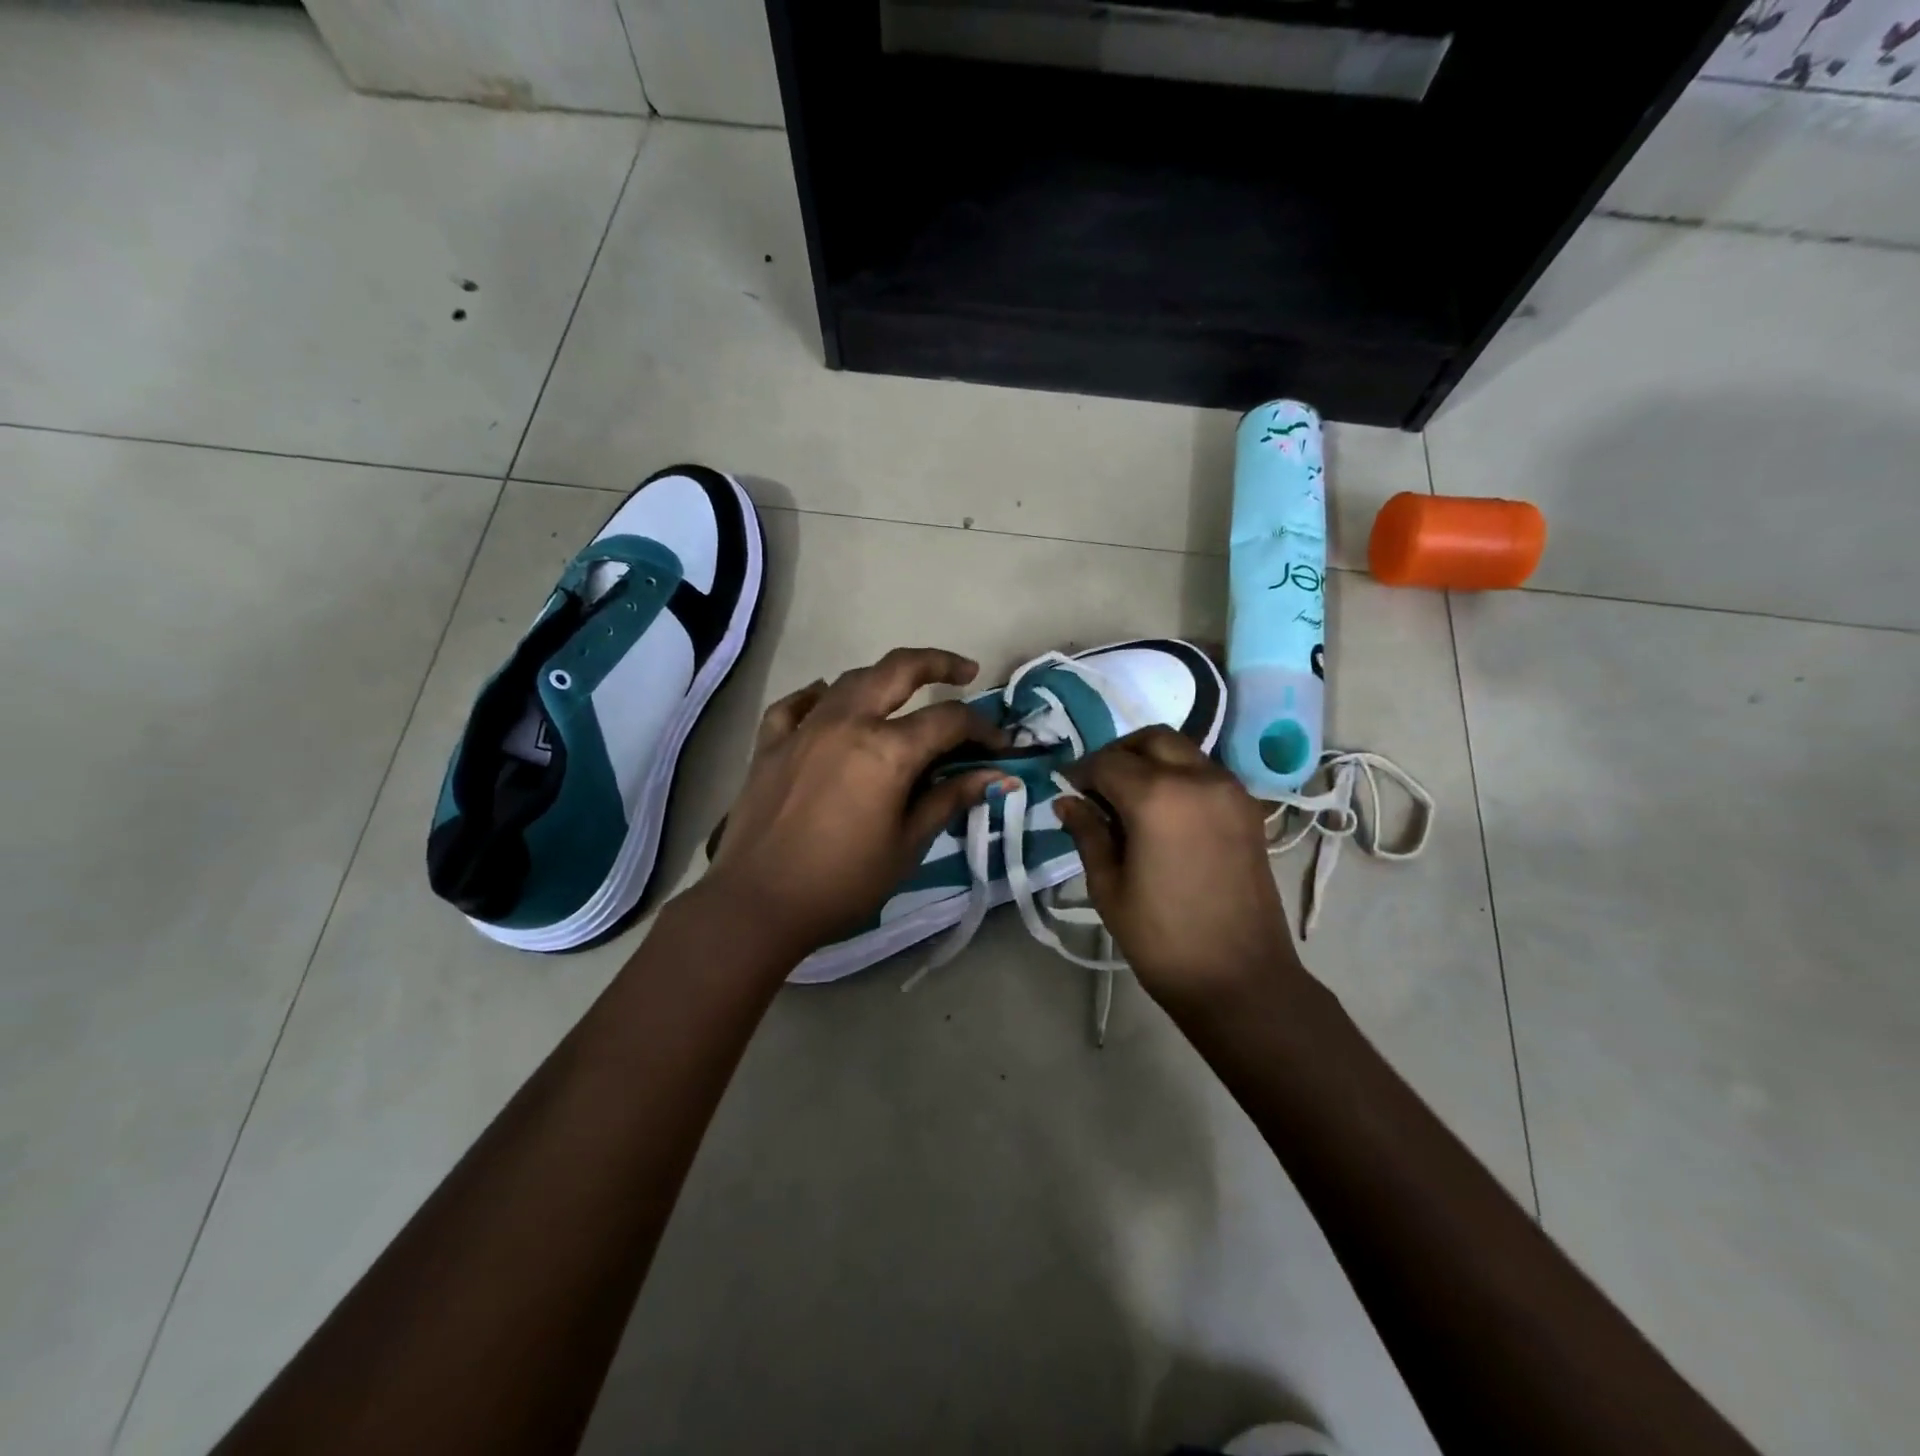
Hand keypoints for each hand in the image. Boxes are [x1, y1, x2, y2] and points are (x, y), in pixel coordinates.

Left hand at [704, 647, 1009, 957]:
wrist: (757, 904)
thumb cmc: (842, 883)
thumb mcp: (907, 846)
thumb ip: (949, 800)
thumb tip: (995, 777)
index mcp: (887, 749)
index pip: (948, 720)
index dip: (982, 729)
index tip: (999, 746)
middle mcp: (847, 722)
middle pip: (898, 669)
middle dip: (938, 663)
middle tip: (964, 671)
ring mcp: (804, 728)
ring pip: (850, 680)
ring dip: (884, 678)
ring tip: (903, 693)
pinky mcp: (770, 743)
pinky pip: (798, 705)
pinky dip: (819, 697)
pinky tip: (827, 703)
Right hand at [1056, 727, 1303, 1009]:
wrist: (1240, 978)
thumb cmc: (1163, 938)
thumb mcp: (1109, 887)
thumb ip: (1088, 834)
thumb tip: (1067, 802)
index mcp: (1157, 797)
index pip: (1107, 763)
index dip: (1080, 772)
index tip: (1066, 790)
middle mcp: (1198, 778)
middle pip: (1151, 740)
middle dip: (1118, 754)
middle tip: (1097, 786)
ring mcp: (1230, 790)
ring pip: (1182, 750)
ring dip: (1151, 760)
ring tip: (1129, 798)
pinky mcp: (1248, 809)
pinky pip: (1206, 772)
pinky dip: (1179, 775)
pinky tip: (1163, 811)